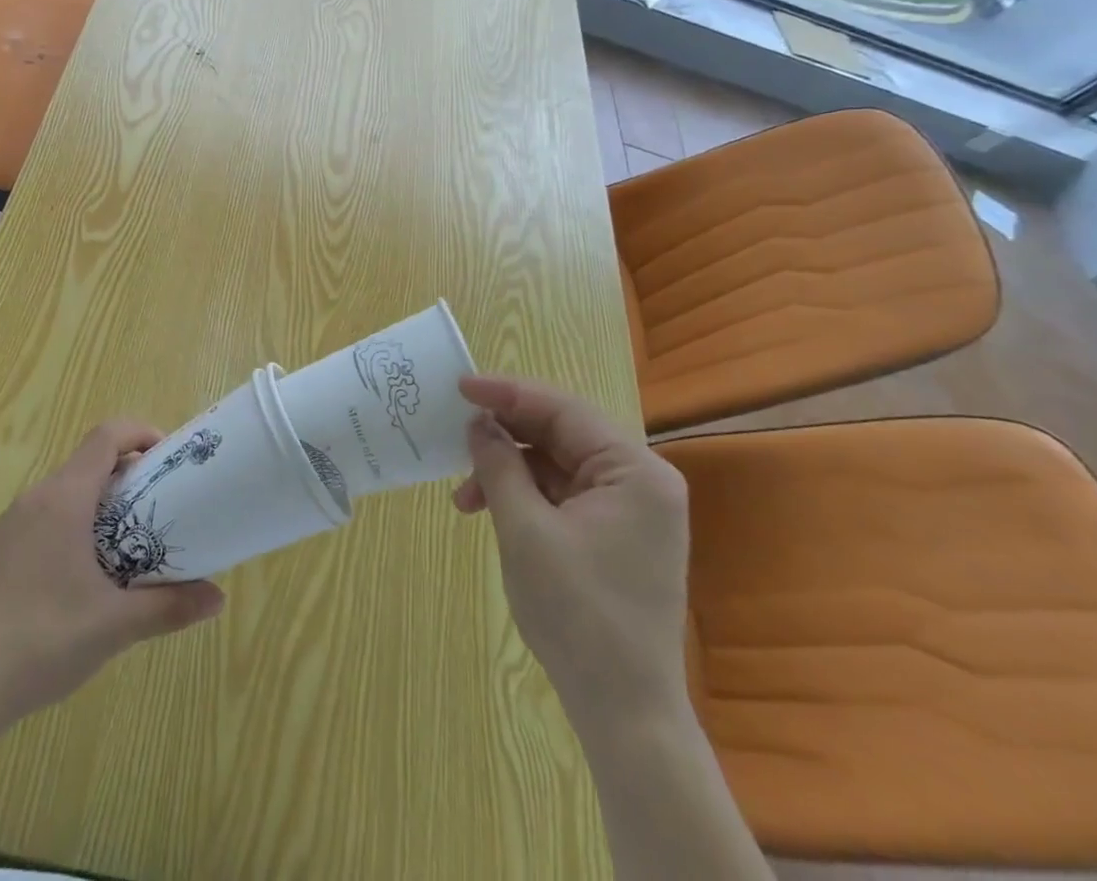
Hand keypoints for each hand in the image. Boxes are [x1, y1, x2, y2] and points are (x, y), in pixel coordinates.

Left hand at [0, 421, 224, 723]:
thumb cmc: (42, 641)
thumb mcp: (115, 625)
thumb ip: (169, 606)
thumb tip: (218, 599)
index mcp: (64, 498)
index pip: (106, 436)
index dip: (141, 434)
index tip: (169, 460)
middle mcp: (37, 497)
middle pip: (90, 461)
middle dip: (129, 474)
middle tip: (161, 506)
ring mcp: (14, 522)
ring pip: (69, 489)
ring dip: (103, 500)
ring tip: (131, 540)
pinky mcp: (2, 547)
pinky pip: (49, 514)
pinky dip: (78, 521)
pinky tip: (89, 571)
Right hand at [454, 375, 689, 728]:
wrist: (623, 711)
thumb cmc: (577, 614)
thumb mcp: (525, 530)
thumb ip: (500, 464)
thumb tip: (478, 423)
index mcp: (635, 472)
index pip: (564, 410)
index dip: (508, 393)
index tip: (460, 386)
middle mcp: (640, 481)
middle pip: (561, 434)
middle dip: (505, 436)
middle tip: (456, 435)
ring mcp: (629, 509)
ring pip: (556, 463)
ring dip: (508, 470)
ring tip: (464, 497)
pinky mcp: (613, 533)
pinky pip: (562, 493)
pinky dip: (524, 495)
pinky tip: (490, 509)